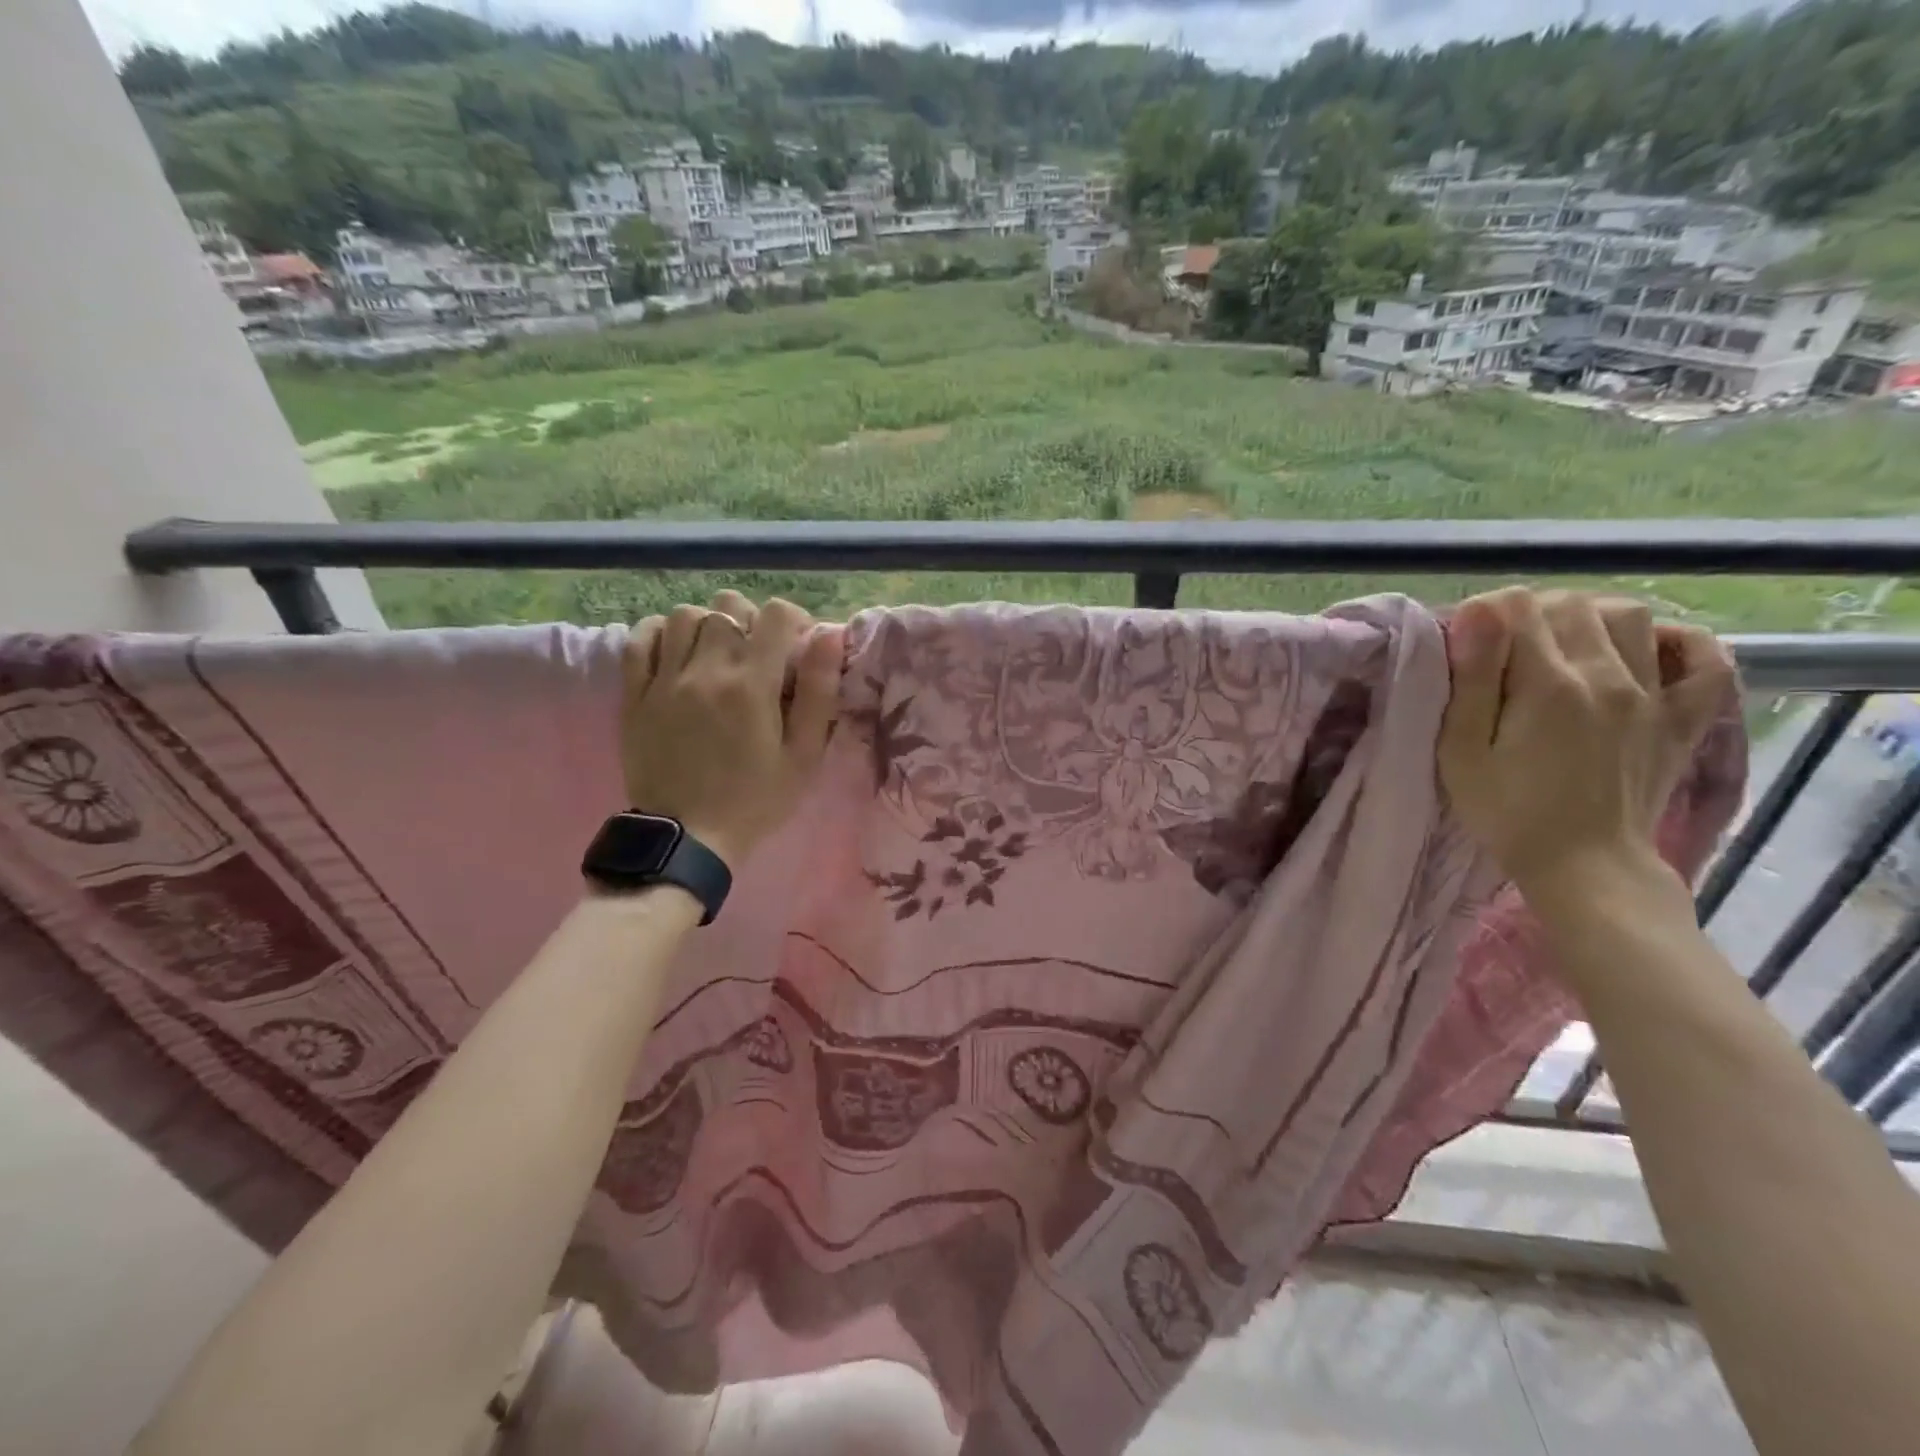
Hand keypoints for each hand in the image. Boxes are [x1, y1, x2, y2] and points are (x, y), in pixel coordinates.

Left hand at [619, 592, 842, 870]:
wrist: (687, 838)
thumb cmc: (755, 799)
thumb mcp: (804, 756)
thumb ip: (819, 694)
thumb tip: (830, 637)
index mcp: (752, 685)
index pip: (774, 615)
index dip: (793, 620)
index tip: (797, 645)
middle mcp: (706, 670)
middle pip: (728, 607)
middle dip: (751, 620)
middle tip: (758, 652)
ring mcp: (664, 680)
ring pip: (685, 616)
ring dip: (708, 625)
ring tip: (718, 652)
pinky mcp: (635, 695)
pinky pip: (641, 639)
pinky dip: (661, 633)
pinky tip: (677, 651)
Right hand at [1438, 588, 1732, 901]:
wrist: (1584, 866)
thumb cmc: (1506, 812)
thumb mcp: (1462, 751)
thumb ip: (1472, 679)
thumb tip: (1478, 611)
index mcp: (1547, 686)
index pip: (1516, 607)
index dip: (1484, 614)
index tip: (1467, 643)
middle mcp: (1608, 677)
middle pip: (1572, 604)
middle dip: (1530, 612)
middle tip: (1503, 648)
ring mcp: (1654, 695)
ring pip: (1630, 616)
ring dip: (1588, 617)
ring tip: (1561, 646)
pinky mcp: (1683, 718)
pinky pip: (1705, 659)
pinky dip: (1677, 641)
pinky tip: (1645, 649)